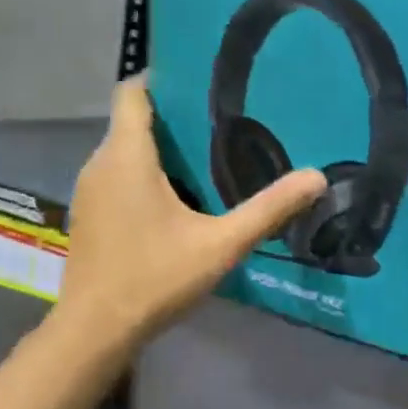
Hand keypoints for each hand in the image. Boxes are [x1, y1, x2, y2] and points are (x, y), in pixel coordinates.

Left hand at [57, 77, 325, 343]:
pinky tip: (181, 196)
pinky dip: (146, 173)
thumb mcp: (220, 244)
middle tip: (225, 117)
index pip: (133, 92)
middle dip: (175, 115)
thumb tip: (317, 177)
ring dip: (161, 148)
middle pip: (134, 120)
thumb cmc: (154, 278)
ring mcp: (90, 190)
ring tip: (210, 152)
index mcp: (127, 156)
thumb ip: (268, 210)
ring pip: (126, 151)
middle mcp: (100, 164)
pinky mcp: (91, 214)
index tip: (202, 77)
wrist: (95, 330)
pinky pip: (119, 176)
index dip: (163, 77)